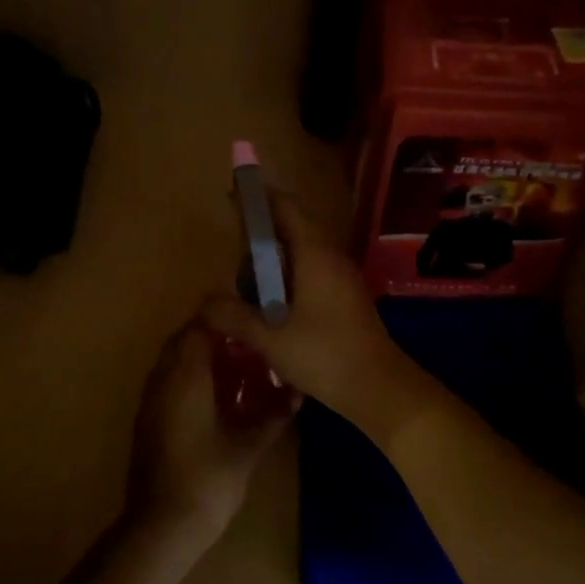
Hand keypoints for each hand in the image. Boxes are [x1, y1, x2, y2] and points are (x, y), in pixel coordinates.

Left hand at [126, 317, 295, 542]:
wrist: (161, 526)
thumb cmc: (208, 480)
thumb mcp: (248, 447)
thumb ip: (273, 417)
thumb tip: (297, 396)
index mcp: (185, 377)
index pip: (199, 326)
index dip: (226, 320)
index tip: (254, 323)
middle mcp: (163, 380)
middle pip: (184, 341)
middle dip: (215, 338)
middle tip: (250, 347)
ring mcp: (151, 401)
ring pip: (174, 362)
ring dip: (201, 359)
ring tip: (239, 369)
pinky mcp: (148, 421)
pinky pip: (169, 384)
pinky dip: (191, 380)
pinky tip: (218, 399)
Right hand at [200, 191, 414, 421]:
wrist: (379, 387)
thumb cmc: (324, 356)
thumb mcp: (270, 339)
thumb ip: (234, 317)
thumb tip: (205, 302)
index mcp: (314, 255)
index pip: (286, 208)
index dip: (259, 198)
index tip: (233, 196)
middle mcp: (331, 257)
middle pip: (294, 228)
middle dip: (262, 233)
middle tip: (232, 251)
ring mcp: (343, 278)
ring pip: (304, 252)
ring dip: (276, 259)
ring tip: (247, 282)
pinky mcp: (346, 298)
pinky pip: (313, 272)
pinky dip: (289, 278)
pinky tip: (272, 305)